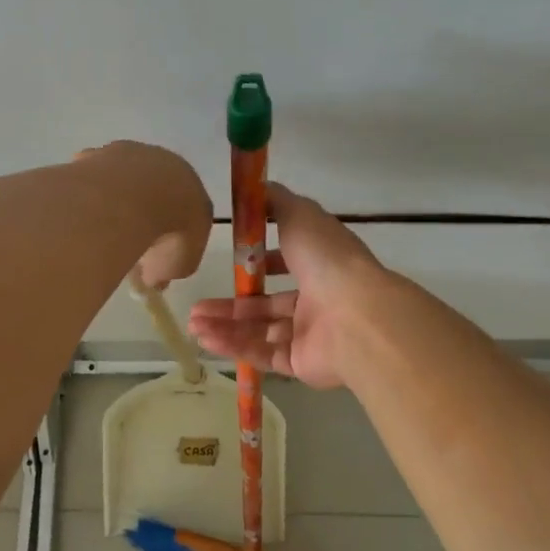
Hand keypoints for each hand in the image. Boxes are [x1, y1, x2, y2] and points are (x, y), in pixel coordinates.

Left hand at [77, 141, 211, 288]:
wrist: (135, 198)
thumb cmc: (169, 234)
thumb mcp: (177, 266)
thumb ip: (167, 270)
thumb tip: (152, 278)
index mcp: (192, 187)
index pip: (186, 208)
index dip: (172, 232)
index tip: (157, 253)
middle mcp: (166, 164)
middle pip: (155, 188)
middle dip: (145, 210)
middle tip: (130, 239)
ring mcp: (131, 154)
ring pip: (125, 177)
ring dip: (117, 198)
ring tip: (103, 228)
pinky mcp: (101, 154)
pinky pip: (95, 175)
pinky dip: (91, 191)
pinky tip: (85, 212)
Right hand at [186, 183, 381, 388]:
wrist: (356, 317)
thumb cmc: (327, 260)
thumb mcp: (300, 215)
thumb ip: (276, 200)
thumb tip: (256, 187)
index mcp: (321, 264)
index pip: (288, 262)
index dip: (260, 261)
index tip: (232, 257)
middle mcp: (317, 299)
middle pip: (266, 304)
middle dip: (230, 304)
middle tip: (197, 306)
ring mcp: (309, 334)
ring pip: (260, 330)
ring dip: (225, 326)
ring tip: (193, 324)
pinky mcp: (300, 363)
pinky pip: (262, 353)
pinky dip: (234, 346)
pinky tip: (205, 338)